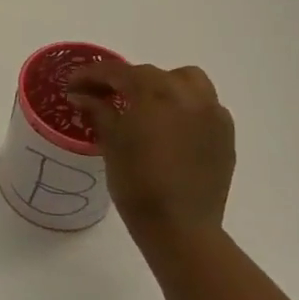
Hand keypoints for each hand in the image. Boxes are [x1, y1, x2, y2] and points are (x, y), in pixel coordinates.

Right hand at [66, 62, 235, 267]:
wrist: (180, 227)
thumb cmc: (137, 183)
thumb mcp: (111, 143)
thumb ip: (98, 110)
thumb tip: (81, 94)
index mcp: (154, 92)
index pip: (117, 72)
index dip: (91, 75)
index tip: (73, 85)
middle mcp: (187, 94)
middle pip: (151, 74)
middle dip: (124, 81)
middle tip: (103, 97)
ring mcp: (212, 112)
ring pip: (185, 81)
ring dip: (161, 85)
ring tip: (143, 105)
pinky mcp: (225, 133)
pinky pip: (203, 105)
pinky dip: (183, 106)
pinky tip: (169, 127)